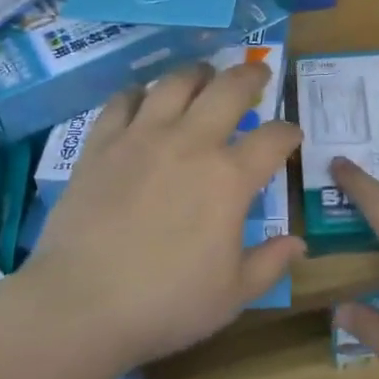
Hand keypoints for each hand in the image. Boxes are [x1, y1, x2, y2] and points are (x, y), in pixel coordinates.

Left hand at [26, 61, 302, 370]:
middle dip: (250, 75)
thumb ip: (270, 263)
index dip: (288, 132)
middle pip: (228, 89)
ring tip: (204, 74)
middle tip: (258, 73)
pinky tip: (142, 97)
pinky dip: (137, 93)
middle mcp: (191, 144)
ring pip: (175, 83)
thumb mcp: (233, 295)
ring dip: (197, 73)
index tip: (291, 135)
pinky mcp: (101, 145)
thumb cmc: (166, 304)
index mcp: (230, 179)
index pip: (273, 139)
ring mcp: (142, 138)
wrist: (80, 305)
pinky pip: (122, 101)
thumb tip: (298, 244)